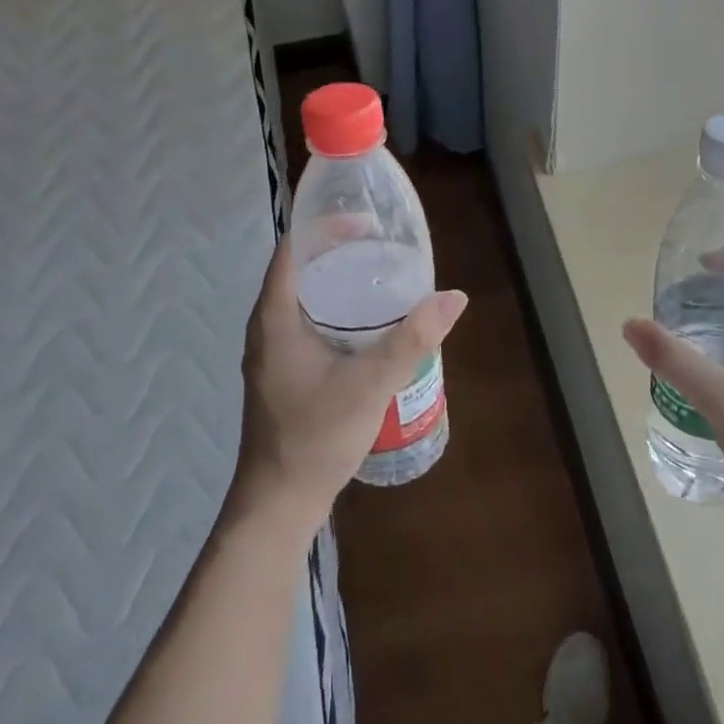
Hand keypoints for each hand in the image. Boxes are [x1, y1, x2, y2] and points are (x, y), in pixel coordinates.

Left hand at [235, 240, 466, 529]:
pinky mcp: (286, 374)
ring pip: (307, 301)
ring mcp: (275, 353)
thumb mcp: (370, 383)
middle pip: (303, 271)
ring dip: (341, 284)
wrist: (279, 502)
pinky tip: (371, 327)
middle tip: (386, 246)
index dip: (325, 226)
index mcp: (276, 317)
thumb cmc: (315, 437)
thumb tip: (454, 297)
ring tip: (384, 278)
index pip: (294, 249)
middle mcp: (268, 328)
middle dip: (341, 252)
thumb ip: (412, 339)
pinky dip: (339, 313)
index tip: (366, 220)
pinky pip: (311, 325)